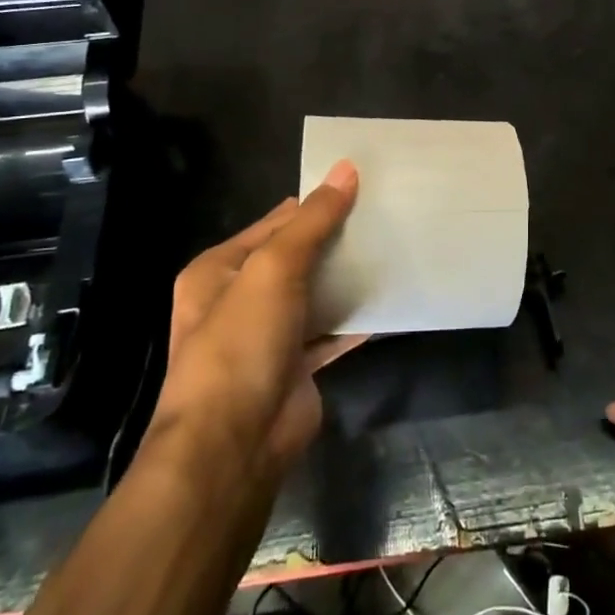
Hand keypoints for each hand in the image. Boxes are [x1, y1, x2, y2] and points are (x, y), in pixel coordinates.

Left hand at [149, 160, 363, 476]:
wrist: (233, 445)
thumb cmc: (241, 345)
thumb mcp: (273, 270)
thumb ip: (313, 222)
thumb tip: (346, 170)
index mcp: (219, 271)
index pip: (275, 223)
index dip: (315, 205)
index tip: (362, 188)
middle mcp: (240, 299)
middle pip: (297, 258)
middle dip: (336, 240)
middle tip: (387, 217)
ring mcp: (268, 335)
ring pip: (316, 294)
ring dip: (348, 278)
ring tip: (395, 250)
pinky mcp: (296, 366)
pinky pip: (331, 332)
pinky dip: (356, 319)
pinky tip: (391, 301)